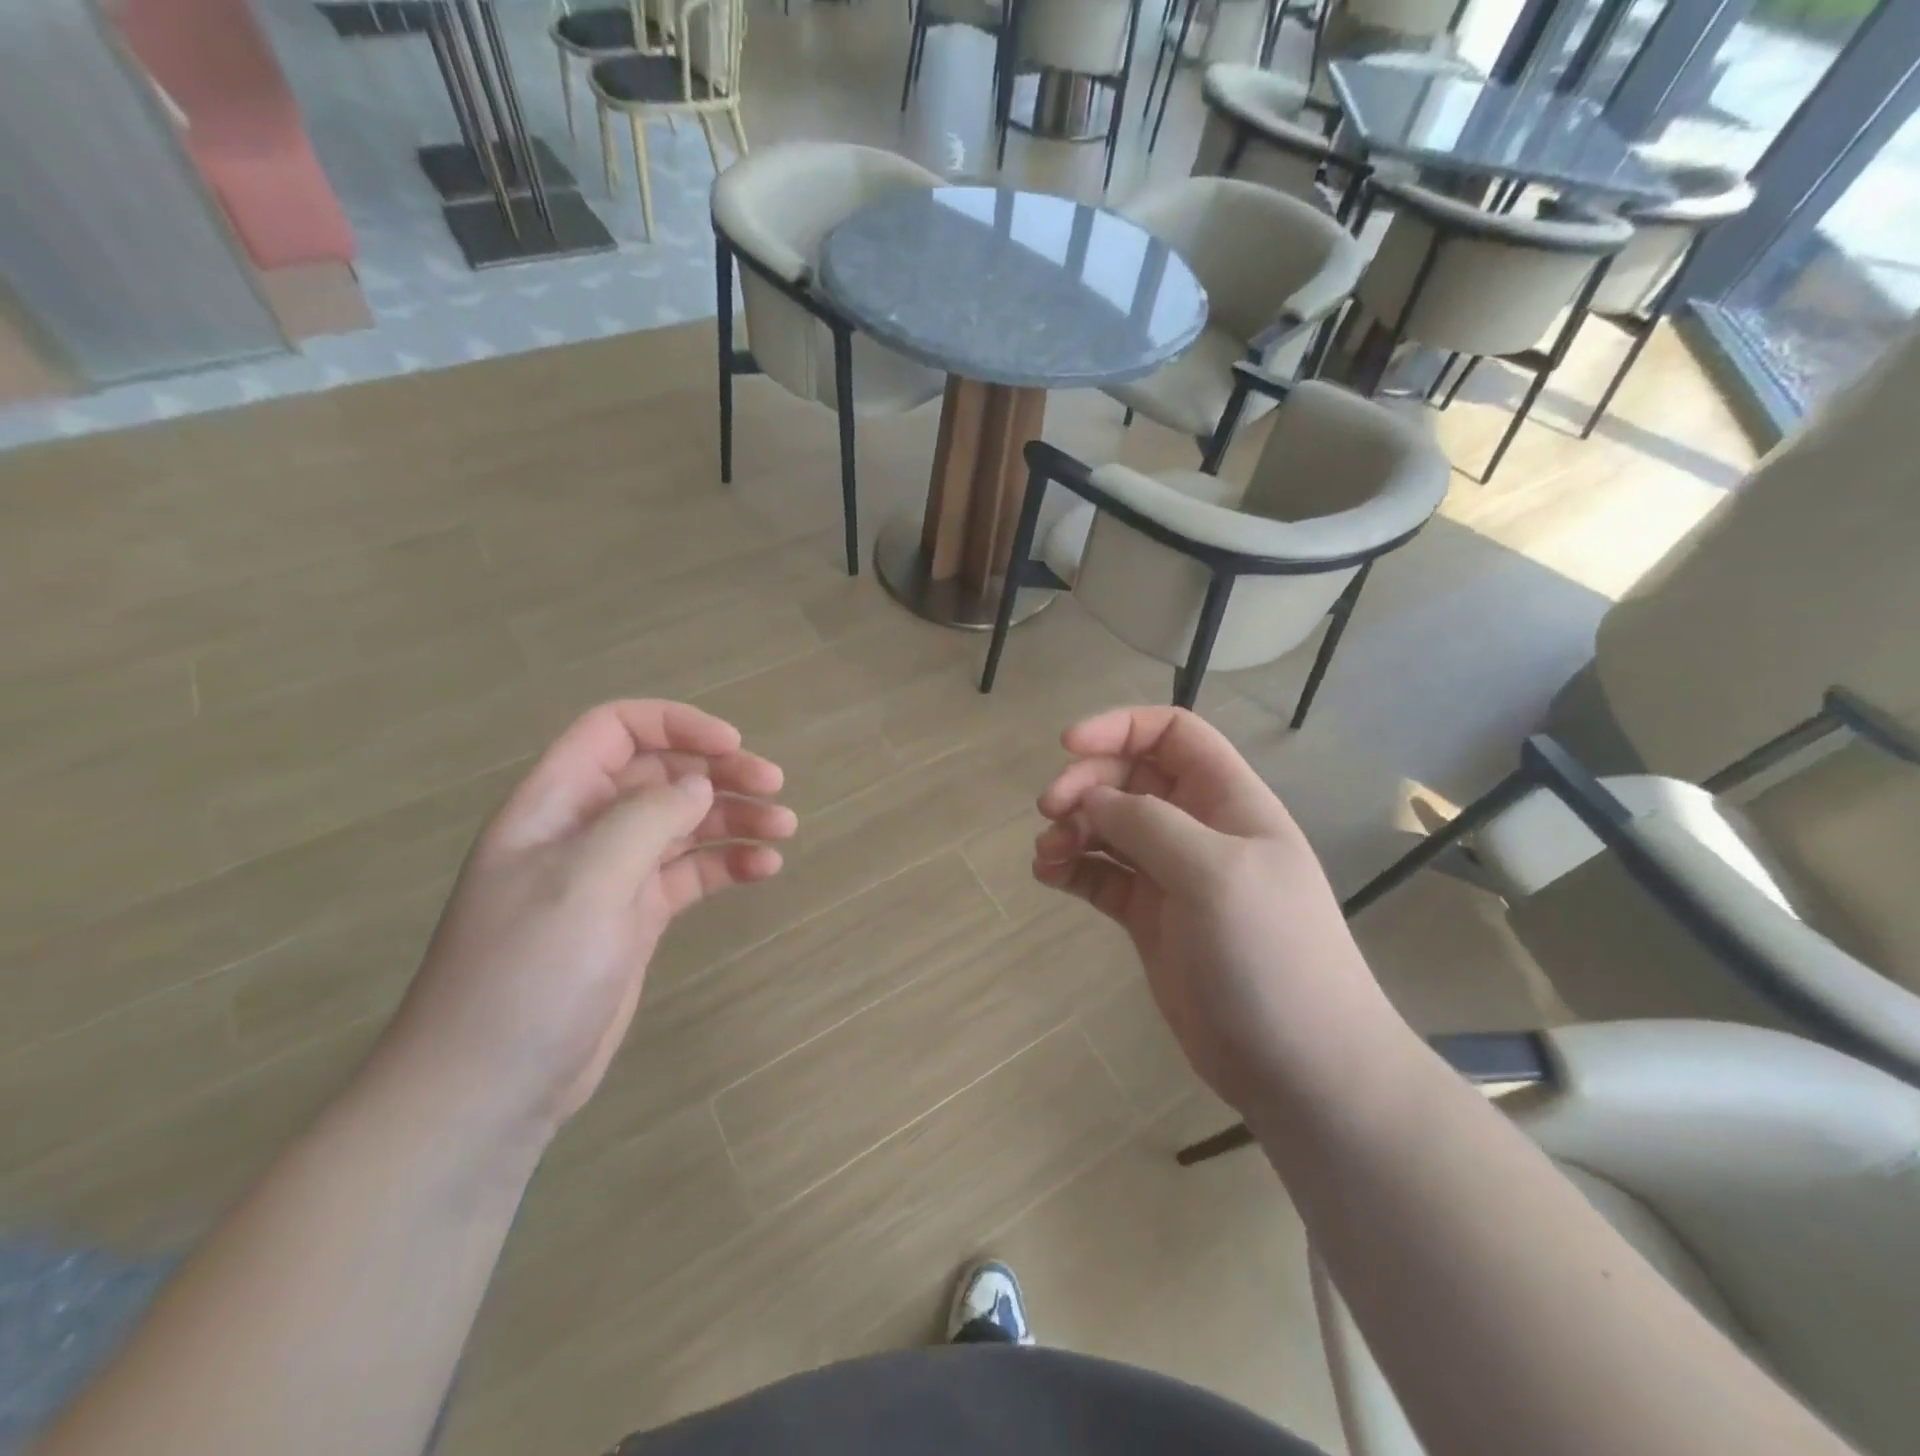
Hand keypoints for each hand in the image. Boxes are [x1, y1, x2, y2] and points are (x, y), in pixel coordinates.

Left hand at [376, 701, 796, 1136]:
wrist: (491, 1087)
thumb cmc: (528, 972)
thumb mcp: (586, 880)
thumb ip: (647, 819)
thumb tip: (699, 784)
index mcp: (556, 804)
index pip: (616, 730)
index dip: (676, 725)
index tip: (732, 745)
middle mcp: (585, 830)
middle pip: (661, 775)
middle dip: (719, 773)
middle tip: (775, 788)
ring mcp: (612, 876)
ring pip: (683, 824)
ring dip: (735, 818)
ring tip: (785, 829)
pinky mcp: (636, 918)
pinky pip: (691, 874)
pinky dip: (728, 865)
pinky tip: (764, 871)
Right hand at [1034, 707, 1396, 1116]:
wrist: (1300, 1066)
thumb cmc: (1271, 955)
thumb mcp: (1214, 873)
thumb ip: (1149, 824)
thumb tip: (1092, 799)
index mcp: (1228, 801)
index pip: (1172, 734)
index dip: (1120, 728)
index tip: (1068, 746)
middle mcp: (1198, 829)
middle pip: (1130, 778)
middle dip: (1085, 784)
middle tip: (1049, 812)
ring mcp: (1173, 875)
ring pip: (1109, 827)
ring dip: (1071, 828)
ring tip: (1046, 854)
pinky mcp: (1150, 918)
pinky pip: (1102, 876)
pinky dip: (1073, 868)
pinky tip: (1049, 876)